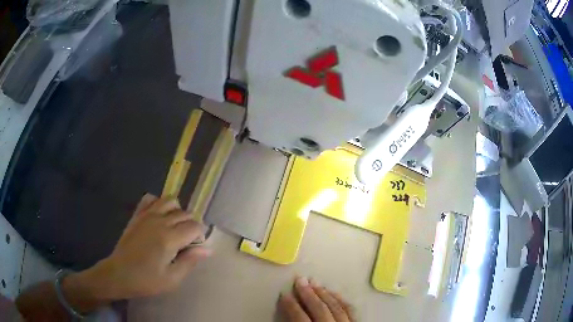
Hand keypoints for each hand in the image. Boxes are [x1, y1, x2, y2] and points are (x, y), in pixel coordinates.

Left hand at [76, 194, 211, 299]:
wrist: (119, 273)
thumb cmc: (146, 280)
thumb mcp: (172, 279)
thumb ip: (190, 261)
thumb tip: (207, 249)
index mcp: (170, 238)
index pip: (195, 226)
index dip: (199, 235)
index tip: (195, 247)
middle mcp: (160, 221)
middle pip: (184, 213)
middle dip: (190, 225)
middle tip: (185, 242)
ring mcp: (147, 215)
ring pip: (170, 201)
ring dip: (177, 211)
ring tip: (174, 227)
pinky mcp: (137, 215)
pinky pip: (151, 199)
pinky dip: (158, 203)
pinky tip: (158, 216)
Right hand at [279, 277, 354, 321]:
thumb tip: (287, 312)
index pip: (300, 318)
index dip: (290, 306)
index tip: (283, 294)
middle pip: (319, 309)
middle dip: (308, 294)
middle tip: (300, 279)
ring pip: (336, 307)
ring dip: (324, 294)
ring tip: (315, 283)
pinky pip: (350, 310)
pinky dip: (341, 300)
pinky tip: (334, 293)